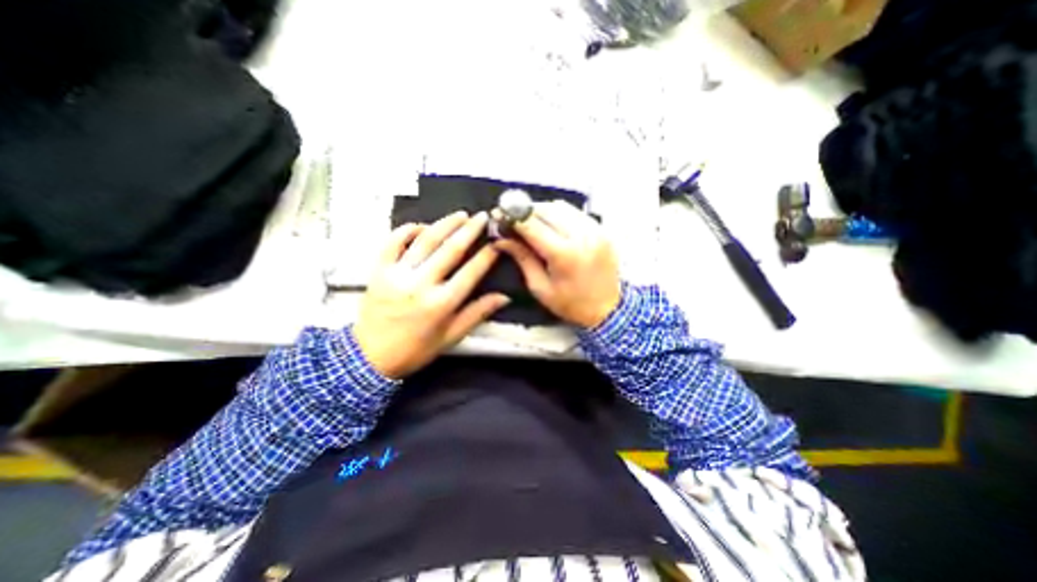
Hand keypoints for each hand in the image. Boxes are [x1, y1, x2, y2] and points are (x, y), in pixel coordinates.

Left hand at [352, 210, 507, 379]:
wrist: (370, 357)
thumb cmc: (416, 349)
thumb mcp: (451, 336)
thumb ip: (478, 313)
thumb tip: (504, 297)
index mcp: (441, 304)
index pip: (471, 272)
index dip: (487, 255)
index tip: (497, 242)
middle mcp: (421, 284)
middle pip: (450, 250)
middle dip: (470, 230)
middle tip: (482, 217)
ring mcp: (397, 274)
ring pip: (425, 240)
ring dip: (445, 224)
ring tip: (460, 214)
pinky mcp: (378, 270)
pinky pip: (393, 242)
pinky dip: (408, 230)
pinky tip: (422, 226)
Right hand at [497, 201, 617, 329]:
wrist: (607, 309)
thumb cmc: (571, 304)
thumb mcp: (540, 288)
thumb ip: (522, 258)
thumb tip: (502, 239)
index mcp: (564, 255)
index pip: (532, 225)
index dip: (512, 217)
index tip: (499, 214)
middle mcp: (581, 237)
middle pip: (546, 210)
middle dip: (526, 212)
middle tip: (514, 220)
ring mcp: (595, 231)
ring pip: (561, 206)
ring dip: (543, 211)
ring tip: (533, 223)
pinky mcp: (602, 230)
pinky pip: (575, 212)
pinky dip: (560, 214)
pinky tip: (554, 226)